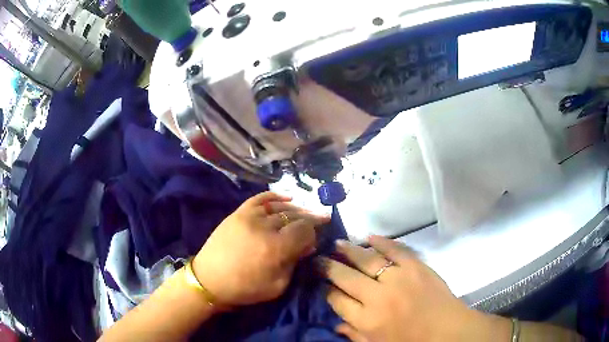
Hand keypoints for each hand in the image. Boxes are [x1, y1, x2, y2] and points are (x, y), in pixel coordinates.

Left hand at [192, 192, 330, 306]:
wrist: (209, 279)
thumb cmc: (245, 288)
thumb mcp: (277, 286)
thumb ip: (295, 264)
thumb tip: (307, 246)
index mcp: (276, 248)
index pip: (305, 230)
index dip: (314, 233)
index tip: (315, 239)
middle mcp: (265, 227)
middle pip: (295, 216)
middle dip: (310, 219)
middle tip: (321, 219)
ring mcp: (250, 216)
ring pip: (281, 207)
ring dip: (297, 209)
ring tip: (306, 212)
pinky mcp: (238, 212)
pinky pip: (261, 198)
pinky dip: (276, 196)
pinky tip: (288, 197)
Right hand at [320, 236, 501, 341]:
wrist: (448, 331)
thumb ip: (355, 335)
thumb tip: (336, 323)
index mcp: (367, 320)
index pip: (337, 300)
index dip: (326, 291)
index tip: (323, 285)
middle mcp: (378, 297)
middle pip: (345, 277)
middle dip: (328, 267)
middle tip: (319, 258)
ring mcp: (398, 278)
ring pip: (367, 259)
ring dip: (349, 250)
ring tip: (337, 243)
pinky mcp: (416, 266)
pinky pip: (395, 249)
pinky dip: (382, 241)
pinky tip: (369, 236)